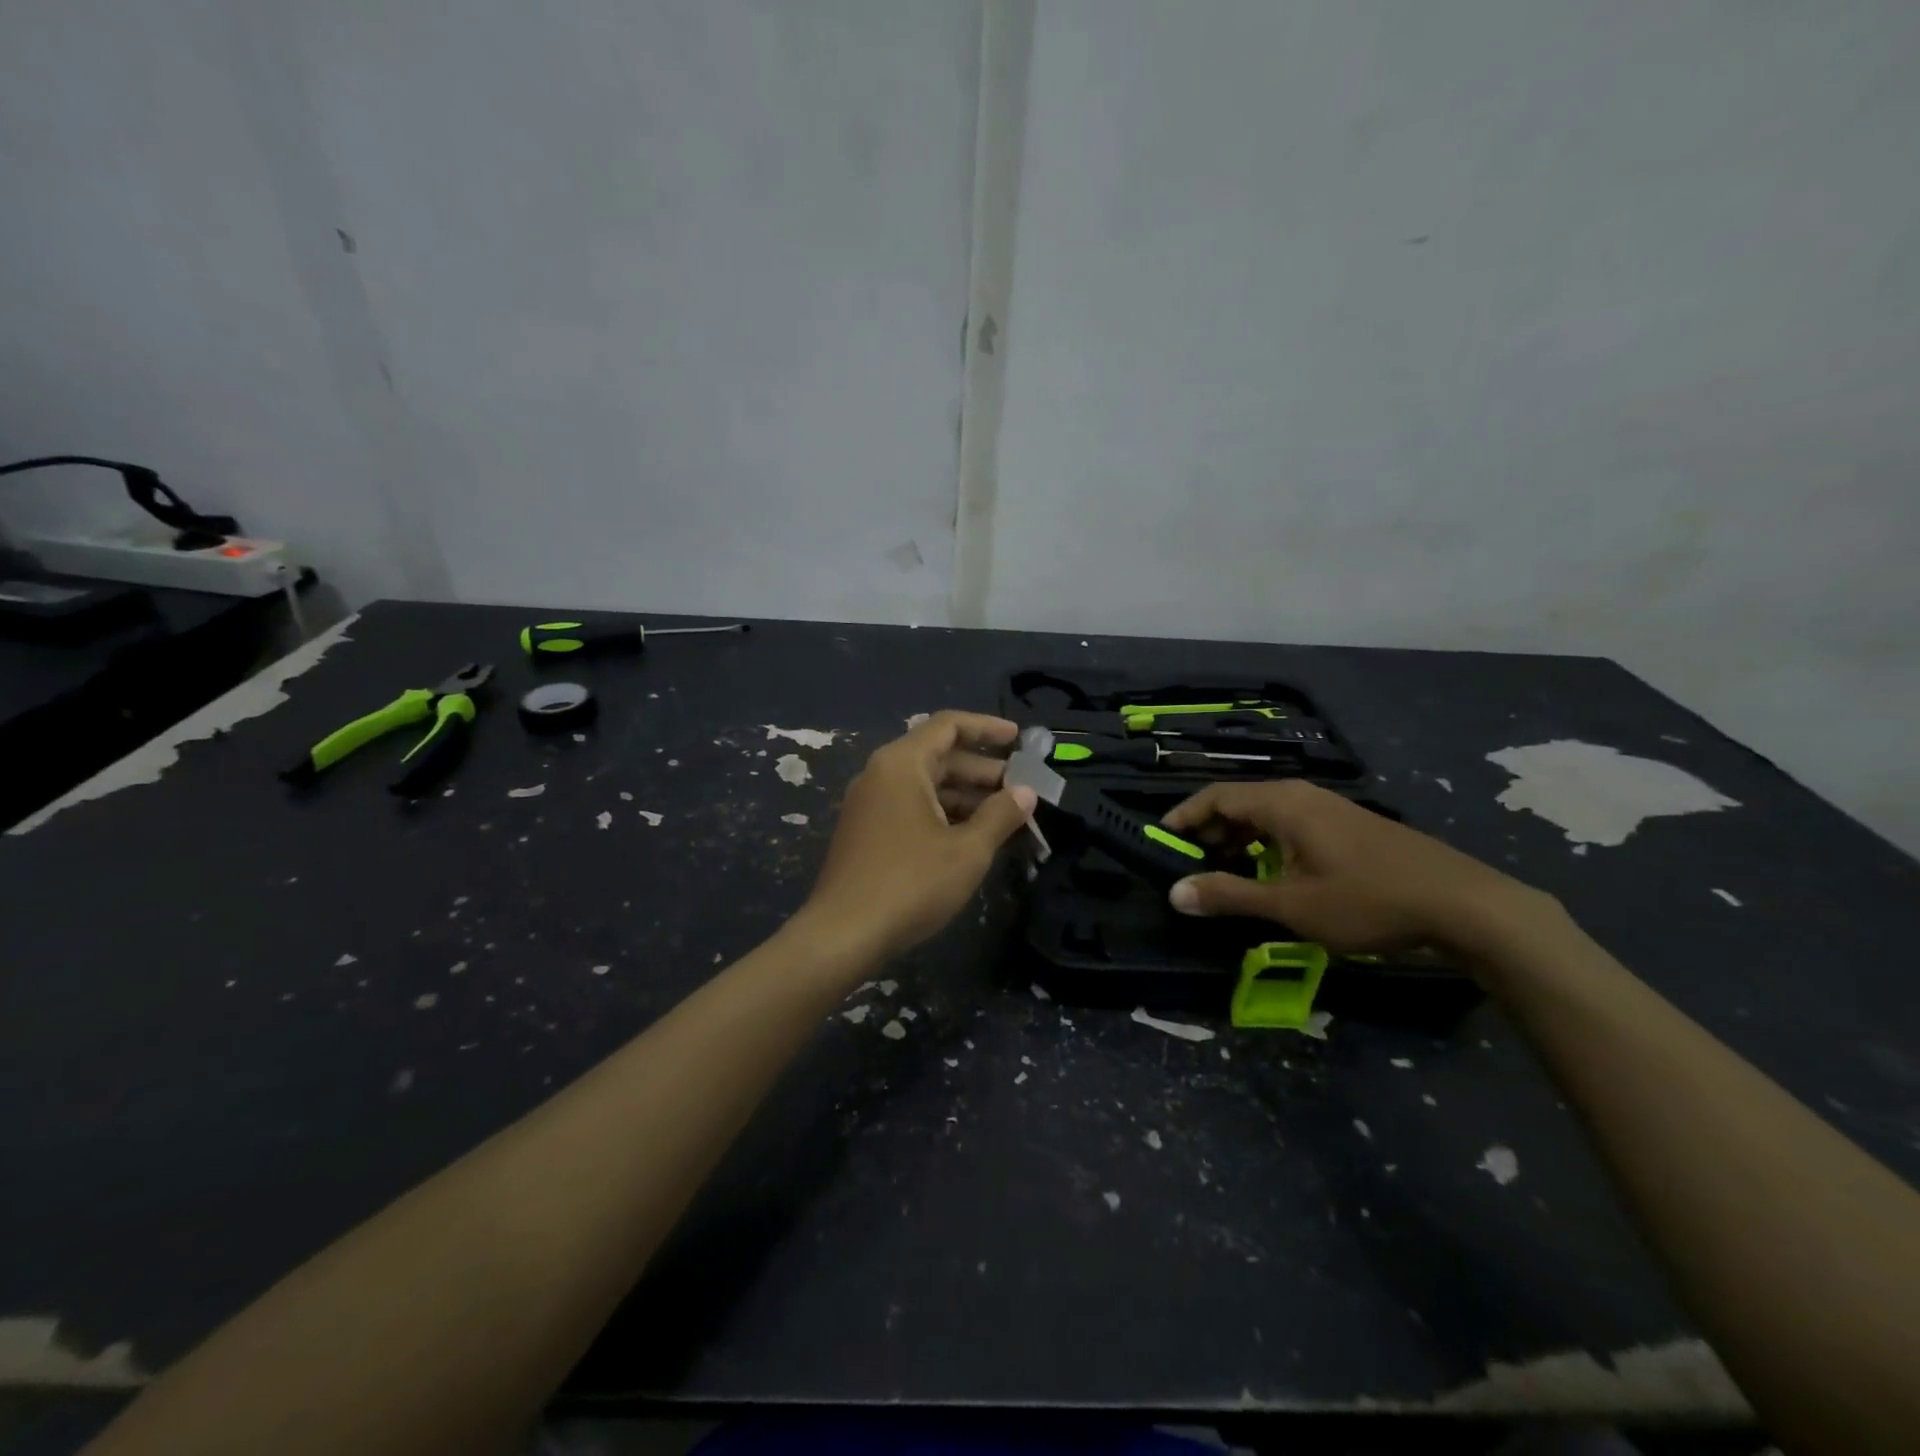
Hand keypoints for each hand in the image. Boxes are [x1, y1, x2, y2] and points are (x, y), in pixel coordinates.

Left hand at [801, 711, 1037, 960]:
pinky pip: (911, 807)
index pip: (948, 725)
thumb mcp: (967, 850)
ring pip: (926, 785)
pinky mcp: (866, 832)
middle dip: (982, 769)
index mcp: (902, 764)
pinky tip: (972, 837)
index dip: (987, 727)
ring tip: (1006, 815)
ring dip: (966, 795)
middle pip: (938, 756)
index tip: (1019, 739)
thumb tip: (1026, 792)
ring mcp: (870, 804)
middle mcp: (881, 774)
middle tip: (1022, 787)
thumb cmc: (911, 883)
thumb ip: (1000, 815)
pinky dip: (944, 813)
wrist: (844, 933)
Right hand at [1160, 780, 1551, 954]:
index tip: (1160, 842)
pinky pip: (1291, 826)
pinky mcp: (1350, 827)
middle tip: (1190, 866)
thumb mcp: (1291, 905)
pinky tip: (1273, 876)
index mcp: (1283, 804)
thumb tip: (1175, 893)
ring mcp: (1330, 809)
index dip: (1183, 818)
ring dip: (1238, 840)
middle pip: (1239, 803)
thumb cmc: (1368, 900)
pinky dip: (1267, 845)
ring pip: (1267, 815)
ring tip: (1225, 874)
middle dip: (1209, 832)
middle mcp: (1303, 796)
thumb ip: (1229, 895)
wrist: (1465, 905)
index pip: (1215, 797)